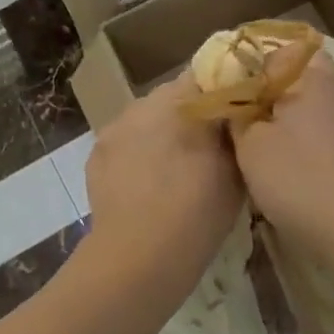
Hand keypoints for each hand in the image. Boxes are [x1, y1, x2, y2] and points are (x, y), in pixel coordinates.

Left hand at [82, 74, 244, 305]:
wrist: (139, 257)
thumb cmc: (197, 211)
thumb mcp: (236, 169)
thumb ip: (236, 132)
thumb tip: (237, 114)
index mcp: (181, 99)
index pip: (209, 75)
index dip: (224, 93)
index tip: (236, 115)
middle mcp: (143, 102)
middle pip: (175, 97)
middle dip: (192, 116)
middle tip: (210, 147)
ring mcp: (115, 127)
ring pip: (148, 120)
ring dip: (163, 134)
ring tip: (177, 170)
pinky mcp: (96, 154)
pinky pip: (126, 143)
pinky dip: (138, 155)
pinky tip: (148, 184)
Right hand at [230, 50, 333, 263]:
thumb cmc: (301, 180)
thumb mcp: (250, 146)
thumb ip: (236, 114)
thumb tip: (234, 100)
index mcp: (312, 75)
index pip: (272, 51)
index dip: (245, 69)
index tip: (224, 94)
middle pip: (296, 77)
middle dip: (267, 95)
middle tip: (240, 121)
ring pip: (313, 105)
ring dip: (287, 121)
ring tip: (261, 148)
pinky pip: (327, 131)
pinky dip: (307, 142)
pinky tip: (293, 168)